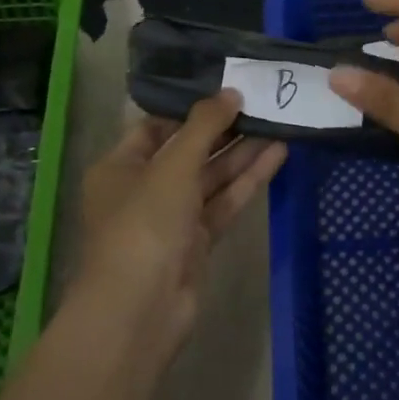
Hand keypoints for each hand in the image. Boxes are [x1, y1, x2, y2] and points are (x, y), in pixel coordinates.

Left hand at [76, 93, 286, 356]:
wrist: (140, 309)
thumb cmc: (144, 223)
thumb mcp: (173, 165)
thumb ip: (204, 126)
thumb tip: (231, 92)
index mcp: (120, 166)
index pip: (155, 127)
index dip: (189, 110)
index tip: (225, 90)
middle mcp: (143, 189)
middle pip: (187, 151)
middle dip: (223, 130)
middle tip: (261, 103)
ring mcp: (172, 217)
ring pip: (210, 177)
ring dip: (241, 153)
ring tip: (278, 123)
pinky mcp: (197, 241)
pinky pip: (224, 202)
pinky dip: (247, 181)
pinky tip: (277, 155)